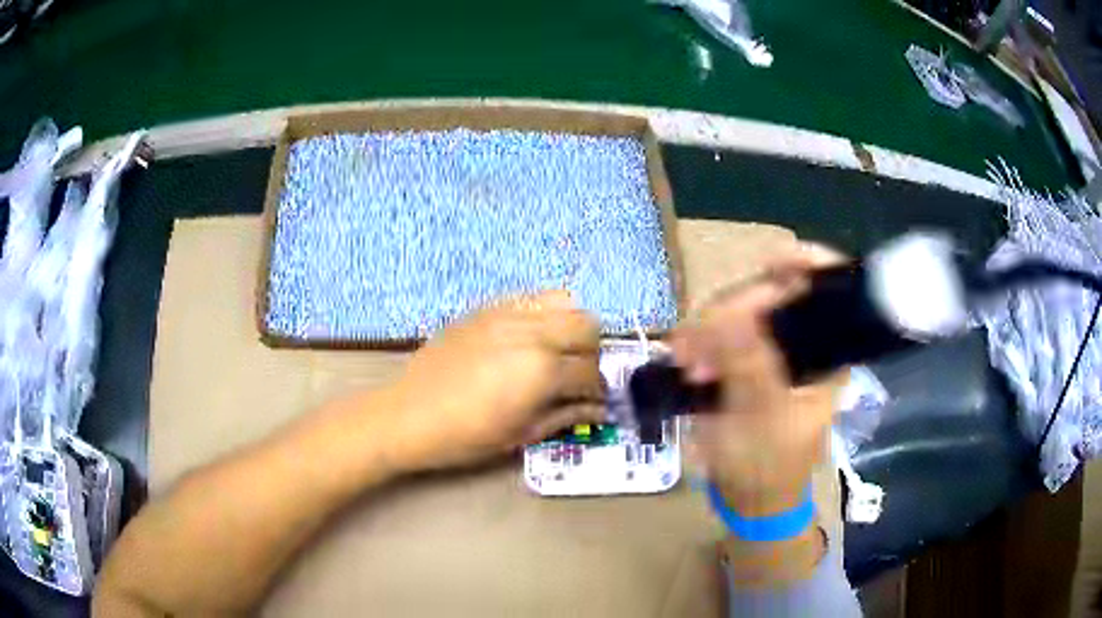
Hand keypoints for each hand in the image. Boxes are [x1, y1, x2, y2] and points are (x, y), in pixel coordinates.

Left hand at [385, 290, 604, 470]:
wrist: (408, 414)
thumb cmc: (465, 436)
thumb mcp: (520, 435)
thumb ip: (565, 416)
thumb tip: (598, 409)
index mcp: (542, 370)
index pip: (591, 372)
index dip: (597, 391)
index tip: (591, 402)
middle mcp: (533, 332)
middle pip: (588, 325)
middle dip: (591, 353)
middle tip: (576, 375)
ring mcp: (508, 313)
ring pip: (565, 301)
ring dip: (571, 325)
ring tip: (556, 351)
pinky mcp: (487, 307)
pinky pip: (531, 297)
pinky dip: (543, 313)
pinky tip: (528, 338)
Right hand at [673, 245, 847, 516]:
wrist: (748, 498)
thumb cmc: (769, 465)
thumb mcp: (763, 419)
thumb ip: (751, 366)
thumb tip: (730, 315)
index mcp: (828, 352)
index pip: (829, 289)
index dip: (806, 263)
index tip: (770, 261)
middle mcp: (802, 341)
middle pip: (774, 292)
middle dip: (734, 309)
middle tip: (701, 341)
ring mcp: (770, 348)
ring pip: (740, 310)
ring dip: (709, 328)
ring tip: (688, 363)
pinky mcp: (743, 359)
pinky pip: (719, 332)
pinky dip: (699, 341)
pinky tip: (685, 362)